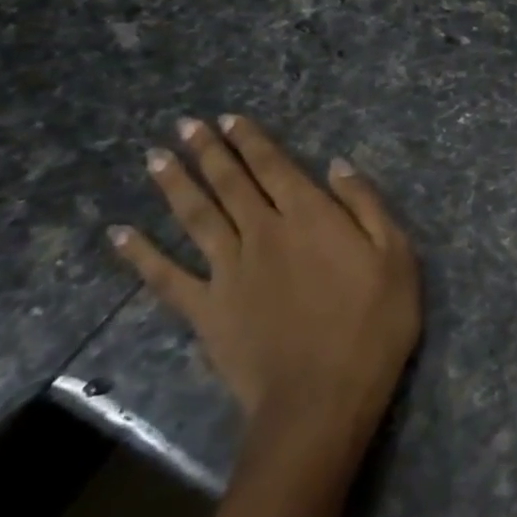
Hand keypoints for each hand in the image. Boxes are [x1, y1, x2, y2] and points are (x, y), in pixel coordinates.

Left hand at [108, 116, 420, 459]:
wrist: (323, 397)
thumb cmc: (373, 324)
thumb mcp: (396, 257)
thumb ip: (366, 206)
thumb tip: (337, 165)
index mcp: (310, 217)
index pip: (275, 167)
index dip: (251, 141)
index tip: (229, 119)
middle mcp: (263, 233)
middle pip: (230, 184)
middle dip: (208, 151)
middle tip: (185, 125)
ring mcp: (229, 271)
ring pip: (196, 217)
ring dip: (175, 185)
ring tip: (155, 158)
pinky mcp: (206, 310)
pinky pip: (166, 277)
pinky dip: (141, 254)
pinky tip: (120, 234)